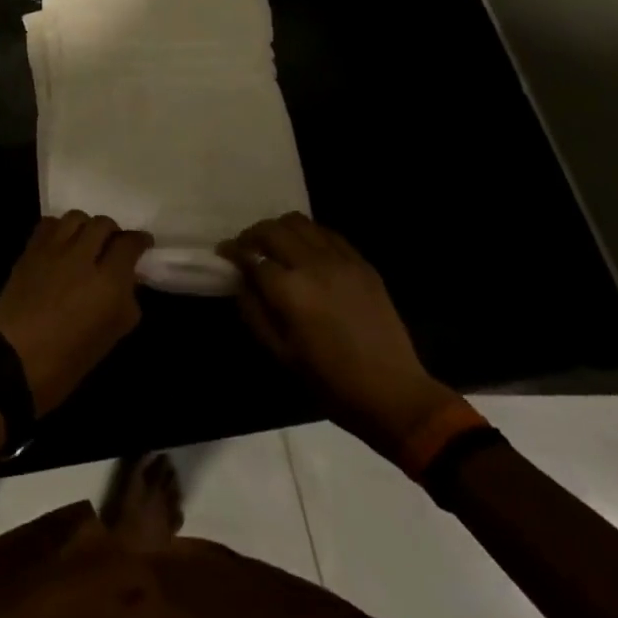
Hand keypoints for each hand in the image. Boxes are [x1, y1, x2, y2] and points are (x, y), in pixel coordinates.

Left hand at [0, 212, 151, 414]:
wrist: (11, 364)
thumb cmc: (65, 363)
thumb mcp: (109, 338)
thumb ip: (125, 303)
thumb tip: (128, 281)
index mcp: (108, 283)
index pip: (129, 244)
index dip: (140, 241)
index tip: (143, 244)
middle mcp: (82, 257)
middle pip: (103, 224)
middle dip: (113, 232)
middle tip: (114, 245)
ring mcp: (53, 250)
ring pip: (76, 217)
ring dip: (86, 226)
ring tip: (86, 240)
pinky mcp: (29, 251)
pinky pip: (49, 224)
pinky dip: (60, 228)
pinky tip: (61, 243)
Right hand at [221, 214, 458, 458]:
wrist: (394, 394)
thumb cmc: (331, 382)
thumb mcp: (281, 354)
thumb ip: (254, 312)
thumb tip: (241, 282)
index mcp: (290, 290)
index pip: (251, 256)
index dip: (232, 251)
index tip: (223, 253)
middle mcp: (313, 264)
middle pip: (272, 230)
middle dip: (252, 234)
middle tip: (246, 248)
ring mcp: (341, 260)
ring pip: (299, 222)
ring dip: (279, 229)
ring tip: (275, 245)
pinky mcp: (361, 263)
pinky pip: (327, 233)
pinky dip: (308, 235)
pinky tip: (306, 252)